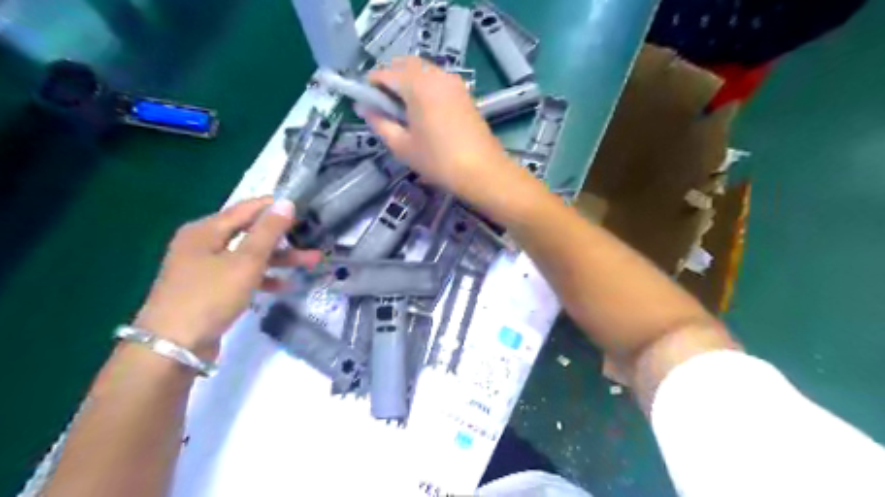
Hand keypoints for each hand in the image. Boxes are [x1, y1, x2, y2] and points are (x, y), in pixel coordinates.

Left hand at [133, 197, 321, 360]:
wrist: (173, 347)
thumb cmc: (210, 296)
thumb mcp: (245, 261)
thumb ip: (268, 232)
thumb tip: (286, 202)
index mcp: (206, 230)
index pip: (247, 209)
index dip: (275, 208)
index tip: (304, 211)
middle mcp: (203, 244)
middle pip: (250, 233)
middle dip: (283, 238)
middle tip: (312, 240)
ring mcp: (205, 268)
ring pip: (249, 256)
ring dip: (279, 259)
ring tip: (310, 262)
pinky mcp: (210, 289)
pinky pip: (242, 275)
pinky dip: (262, 277)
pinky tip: (284, 285)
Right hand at [360, 57, 519, 204]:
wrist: (483, 171)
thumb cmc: (438, 161)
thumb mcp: (401, 146)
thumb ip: (379, 122)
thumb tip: (364, 108)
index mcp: (417, 84)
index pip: (385, 73)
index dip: (370, 86)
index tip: (366, 105)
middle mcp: (436, 75)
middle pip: (404, 65)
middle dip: (389, 80)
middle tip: (384, 108)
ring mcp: (454, 82)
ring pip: (422, 71)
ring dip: (407, 82)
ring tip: (403, 112)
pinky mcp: (465, 93)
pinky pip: (437, 81)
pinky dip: (424, 88)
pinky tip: (424, 113)